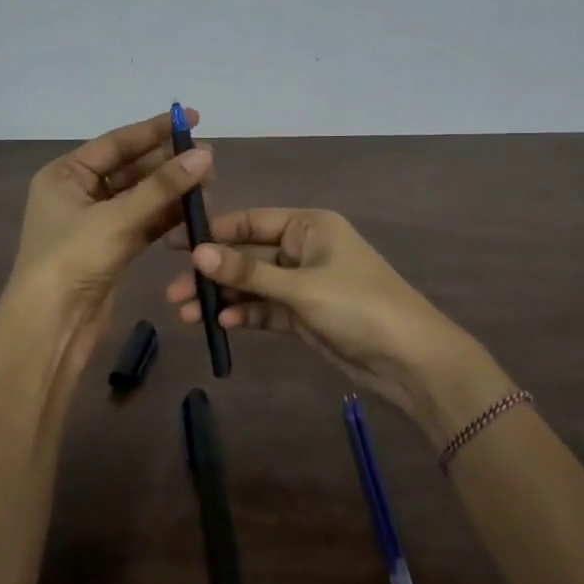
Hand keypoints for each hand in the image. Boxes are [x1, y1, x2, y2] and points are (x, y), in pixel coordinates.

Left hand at [5, 108, 213, 373]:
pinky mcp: (112, 247)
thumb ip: (162, 186)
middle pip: (131, 168)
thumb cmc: (72, 260)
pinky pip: (145, 221)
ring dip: (172, 190)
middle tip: (208, 157)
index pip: (116, 142)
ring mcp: (96, 222)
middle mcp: (79, 192)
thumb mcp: (117, 218)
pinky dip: (168, 215)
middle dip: (168, 163)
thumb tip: (205, 155)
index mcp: (65, 174)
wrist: (50, 326)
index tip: (190, 117)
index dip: (154, 130)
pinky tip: (196, 209)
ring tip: (210, 183)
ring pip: (141, 196)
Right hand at [165, 207, 498, 433]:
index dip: (213, 232)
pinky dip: (246, 315)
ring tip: (186, 314)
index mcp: (309, 226)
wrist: (411, 361)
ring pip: (254, 285)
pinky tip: (222, 325)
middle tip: (172, 291)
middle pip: (248, 255)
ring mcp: (304, 282)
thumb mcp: (301, 287)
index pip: (250, 221)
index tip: (173, 243)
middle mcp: (304, 248)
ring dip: (224, 298)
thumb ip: (248, 273)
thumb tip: (197, 254)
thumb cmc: (359, 307)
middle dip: (213, 274)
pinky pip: (267, 308)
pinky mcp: (305, 314)